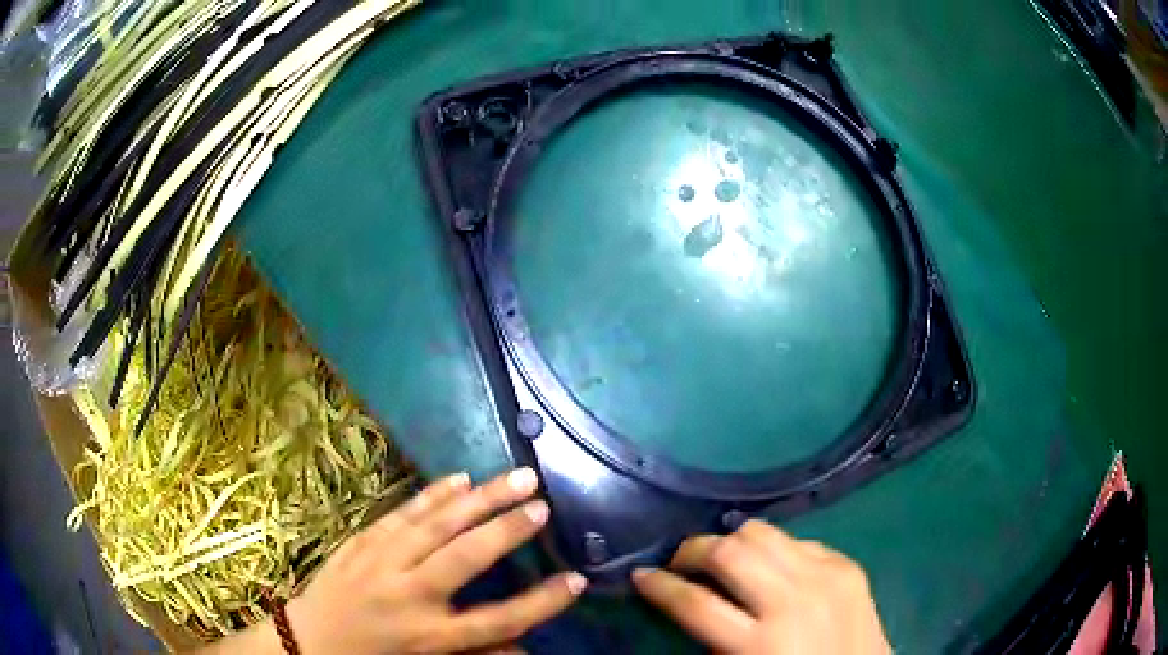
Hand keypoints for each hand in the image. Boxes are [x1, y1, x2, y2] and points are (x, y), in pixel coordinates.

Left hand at [286, 468, 586, 653]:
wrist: (308, 642)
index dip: (541, 602)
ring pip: (434, 525)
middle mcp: (409, 597)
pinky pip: (400, 514)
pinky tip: (457, 478)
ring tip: (514, 476)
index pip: (499, 621)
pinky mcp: (360, 544)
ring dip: (478, 499)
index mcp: (430, 637)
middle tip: (542, 502)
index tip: (577, 580)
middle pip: (466, 558)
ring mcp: (380, 565)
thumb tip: (526, 649)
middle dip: (508, 529)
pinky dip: (431, 495)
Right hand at [633, 520, 889, 653]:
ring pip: (763, 533)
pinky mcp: (847, 565)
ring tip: (720, 557)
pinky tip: (769, 566)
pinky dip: (774, 550)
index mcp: (761, 643)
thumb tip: (688, 603)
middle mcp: (793, 600)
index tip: (640, 576)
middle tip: (679, 562)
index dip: (659, 586)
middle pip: (730, 552)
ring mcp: (826, 576)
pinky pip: (799, 541)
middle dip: (693, 550)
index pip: (695, 602)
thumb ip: (713, 640)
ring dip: (731, 541)